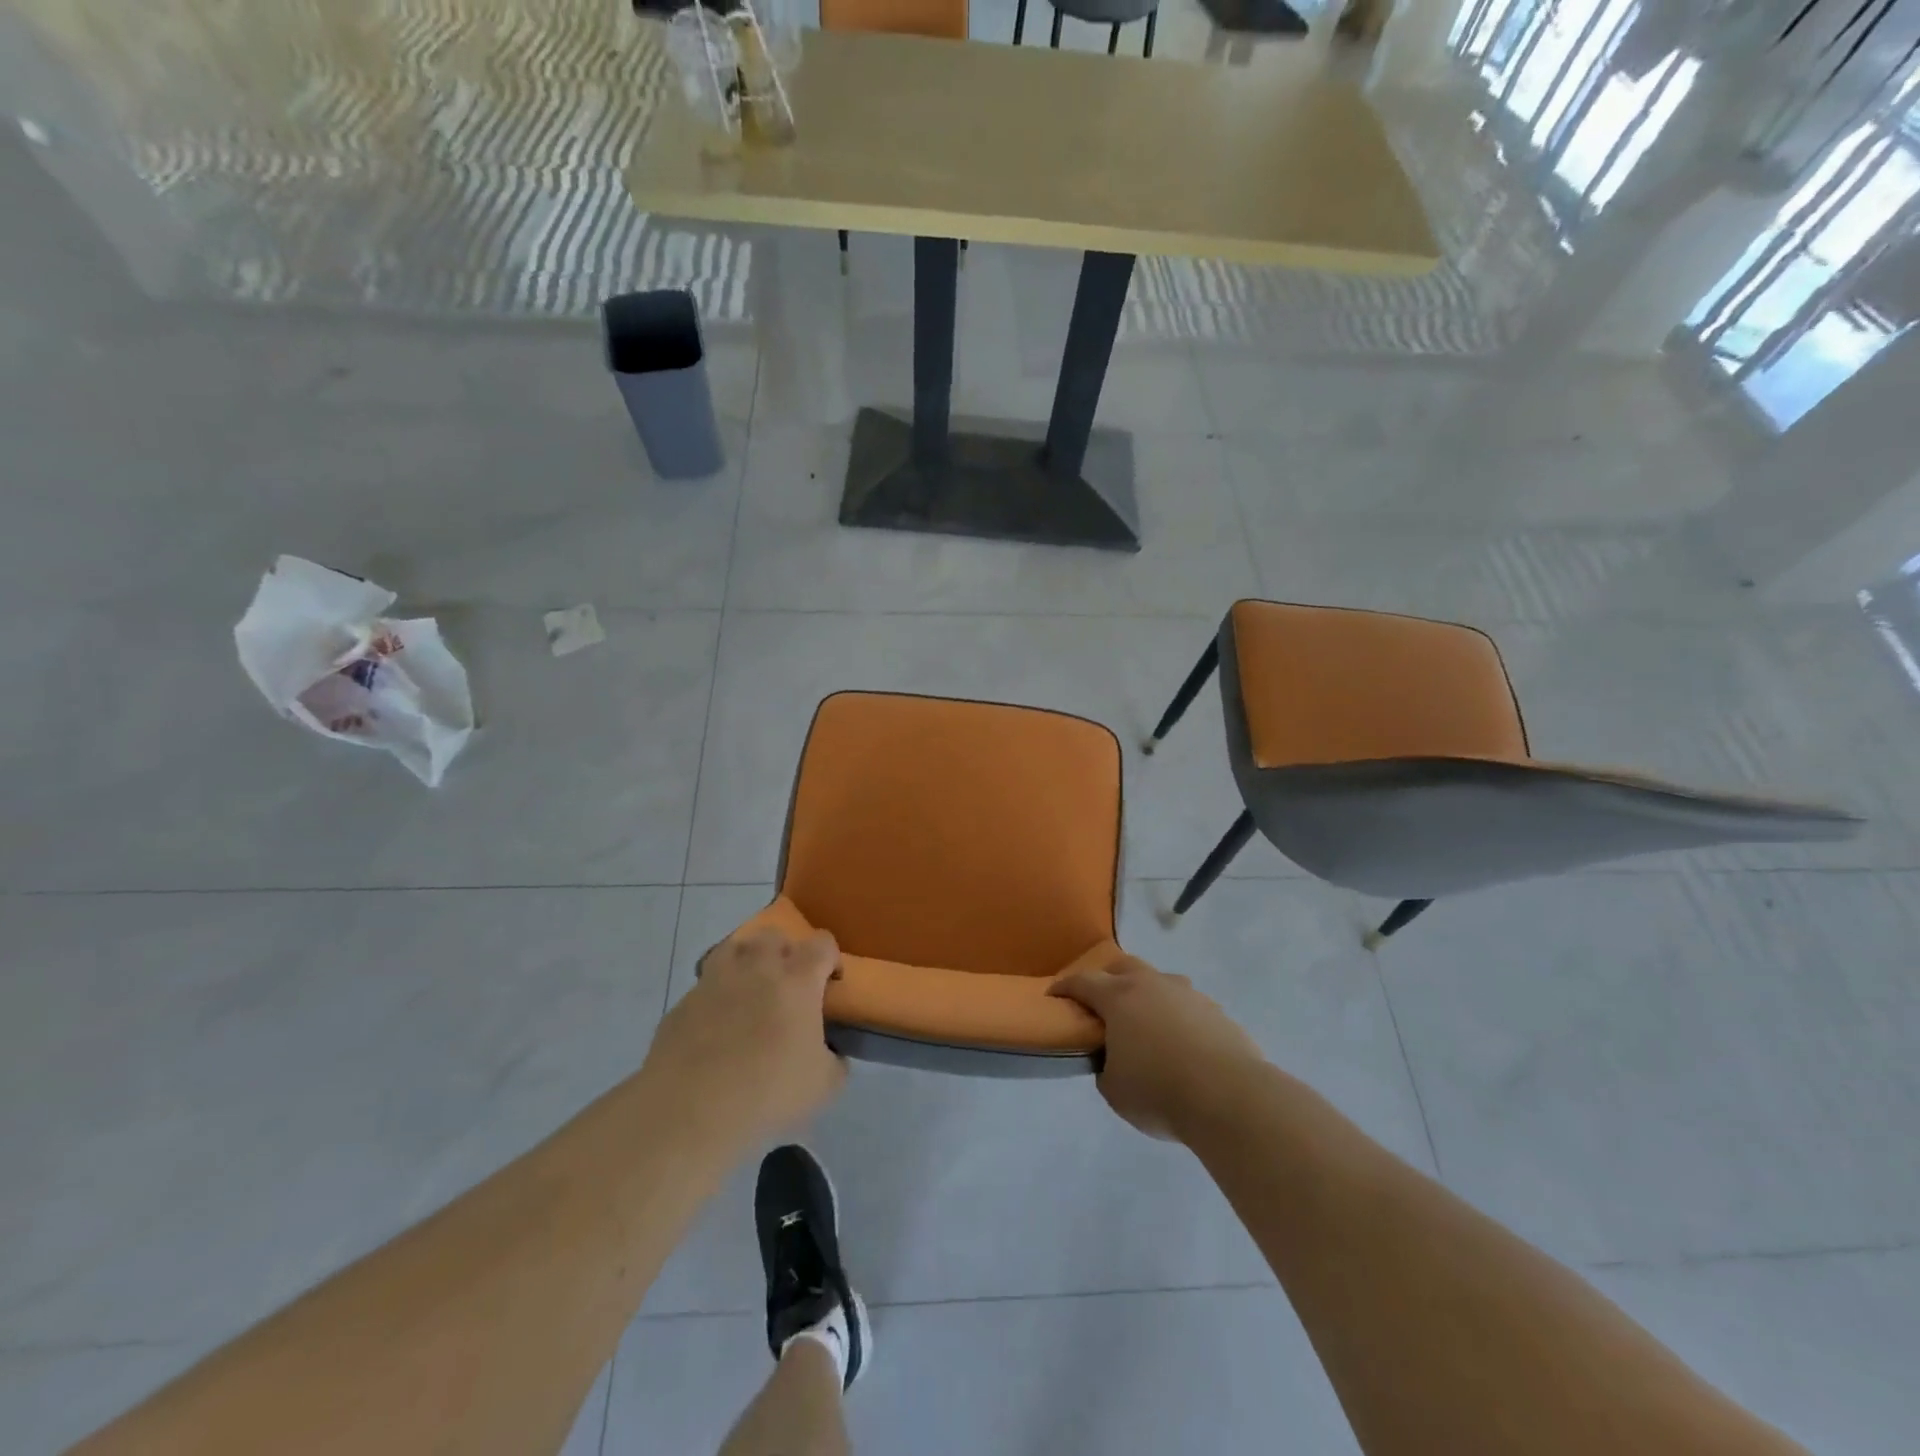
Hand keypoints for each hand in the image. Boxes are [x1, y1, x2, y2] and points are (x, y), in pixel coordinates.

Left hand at [641, 927, 847, 1146]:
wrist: (690, 1109)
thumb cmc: (768, 1091)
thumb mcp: (824, 1085)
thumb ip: (835, 1060)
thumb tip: (832, 1053)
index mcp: (797, 979)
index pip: (822, 944)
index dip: (831, 958)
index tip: (831, 983)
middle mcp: (757, 967)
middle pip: (774, 937)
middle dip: (785, 953)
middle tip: (788, 986)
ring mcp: (715, 980)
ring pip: (734, 948)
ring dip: (747, 962)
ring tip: (750, 992)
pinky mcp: (683, 1002)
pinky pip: (705, 985)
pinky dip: (716, 996)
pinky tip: (717, 1026)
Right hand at [1050, 955, 1265, 1140]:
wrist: (1231, 1097)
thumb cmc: (1160, 1091)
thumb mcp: (1114, 1089)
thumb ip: (1105, 1067)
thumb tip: (1112, 1060)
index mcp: (1119, 997)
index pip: (1082, 982)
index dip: (1065, 987)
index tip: (1054, 995)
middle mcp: (1152, 985)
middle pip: (1124, 967)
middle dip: (1108, 978)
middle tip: (1102, 1002)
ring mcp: (1188, 995)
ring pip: (1160, 982)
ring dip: (1148, 995)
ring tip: (1146, 1022)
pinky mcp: (1217, 1013)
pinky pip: (1188, 1006)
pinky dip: (1177, 1017)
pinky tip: (1181, 1044)